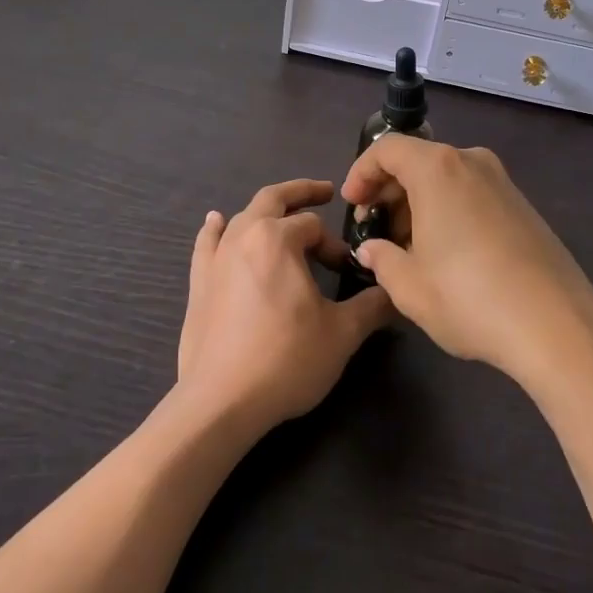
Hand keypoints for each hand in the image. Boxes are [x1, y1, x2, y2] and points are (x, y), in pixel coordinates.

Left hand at [178, 179, 394, 436]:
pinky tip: (216, 221)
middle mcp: (244, 236)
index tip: (345, 271)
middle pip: (274, 199)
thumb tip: (394, 291)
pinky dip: (215, 229)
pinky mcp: (198, 283)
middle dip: (302, 192)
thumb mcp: (342, 333)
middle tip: (324, 191)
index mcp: (278, 238)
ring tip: (280, 209)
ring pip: (242, 217)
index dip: (334, 244)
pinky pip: (207, 243)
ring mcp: (215, 258)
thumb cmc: (287, 359)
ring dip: (265, 210)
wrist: (222, 401)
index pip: (314, 226)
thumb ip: (372, 305)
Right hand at [341, 137, 592, 392]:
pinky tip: (447, 254)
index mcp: (438, 169)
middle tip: (376, 230)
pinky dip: (448, 210)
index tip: (352, 205)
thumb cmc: (469, 298)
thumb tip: (372, 250)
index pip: (387, 149)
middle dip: (389, 191)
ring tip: (408, 248)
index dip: (362, 173)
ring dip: (419, 203)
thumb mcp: (409, 287)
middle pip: (417, 160)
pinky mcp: (523, 206)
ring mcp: (502, 182)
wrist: (557, 326)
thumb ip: (381, 259)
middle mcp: (471, 162)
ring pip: (446, 178)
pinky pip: (471, 194)